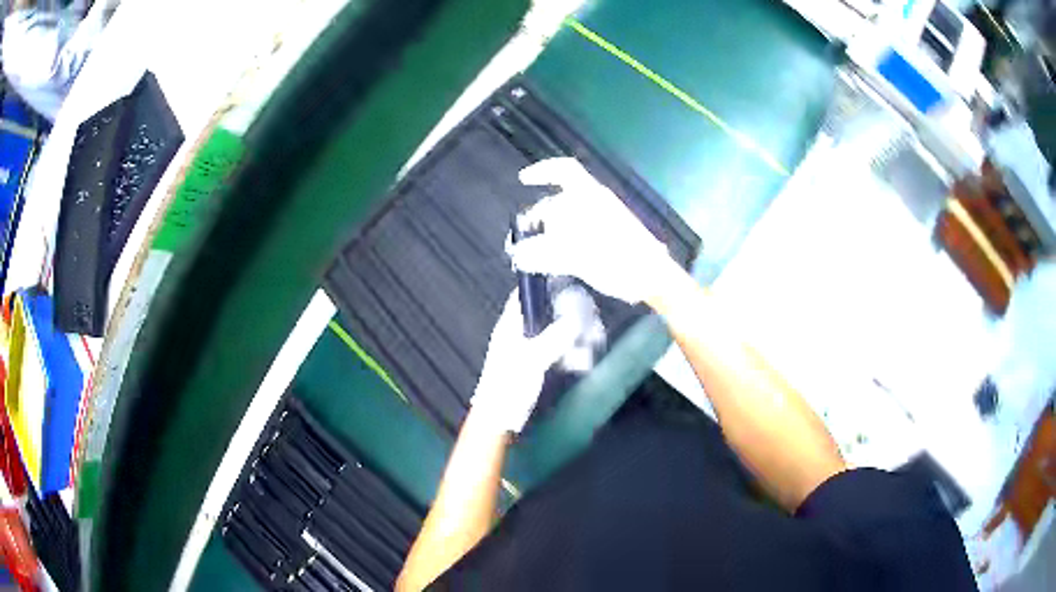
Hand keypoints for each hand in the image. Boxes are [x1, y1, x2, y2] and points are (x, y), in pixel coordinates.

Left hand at [471, 290, 580, 433]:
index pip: (528, 292)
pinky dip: (573, 351)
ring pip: (559, 329)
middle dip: (572, 315)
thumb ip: (556, 335)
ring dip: (577, 336)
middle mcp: (521, 330)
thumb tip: (579, 316)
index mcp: (511, 323)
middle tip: (591, 325)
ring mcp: (531, 347)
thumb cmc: (508, 386)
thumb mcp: (533, 358)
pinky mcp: (539, 363)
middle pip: (550, 310)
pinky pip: (560, 348)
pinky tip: (583, 361)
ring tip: (589, 348)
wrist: (499, 420)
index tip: (574, 287)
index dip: (549, 285)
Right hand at [509, 157, 679, 303]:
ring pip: (566, 222)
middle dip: (538, 216)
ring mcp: (601, 224)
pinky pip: (574, 239)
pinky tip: (549, 262)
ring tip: (531, 254)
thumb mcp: (579, 256)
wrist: (653, 279)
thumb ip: (545, 254)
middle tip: (522, 236)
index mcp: (592, 197)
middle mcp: (595, 205)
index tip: (523, 180)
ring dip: (546, 234)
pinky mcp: (604, 243)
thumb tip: (517, 254)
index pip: (564, 171)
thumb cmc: (621, 260)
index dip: (543, 171)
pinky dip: (558, 247)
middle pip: (560, 201)